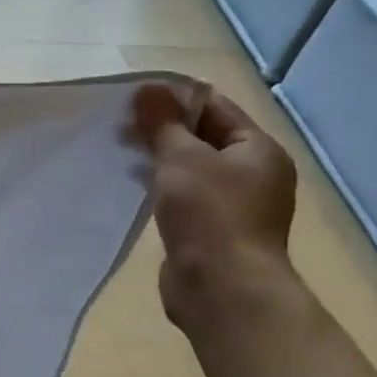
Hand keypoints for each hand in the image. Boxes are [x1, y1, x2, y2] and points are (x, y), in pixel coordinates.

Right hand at [133, 83, 297, 335]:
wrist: (222, 288)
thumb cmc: (209, 213)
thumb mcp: (182, 157)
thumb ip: (163, 122)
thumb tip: (149, 88)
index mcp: (258, 150)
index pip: (214, 107)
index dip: (174, 98)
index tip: (131, 98)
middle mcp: (253, 174)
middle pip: (202, 136)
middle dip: (161, 129)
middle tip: (118, 126)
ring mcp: (234, 204)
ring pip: (190, 167)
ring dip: (157, 158)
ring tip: (119, 153)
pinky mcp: (212, 230)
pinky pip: (184, 196)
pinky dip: (159, 186)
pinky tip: (131, 185)